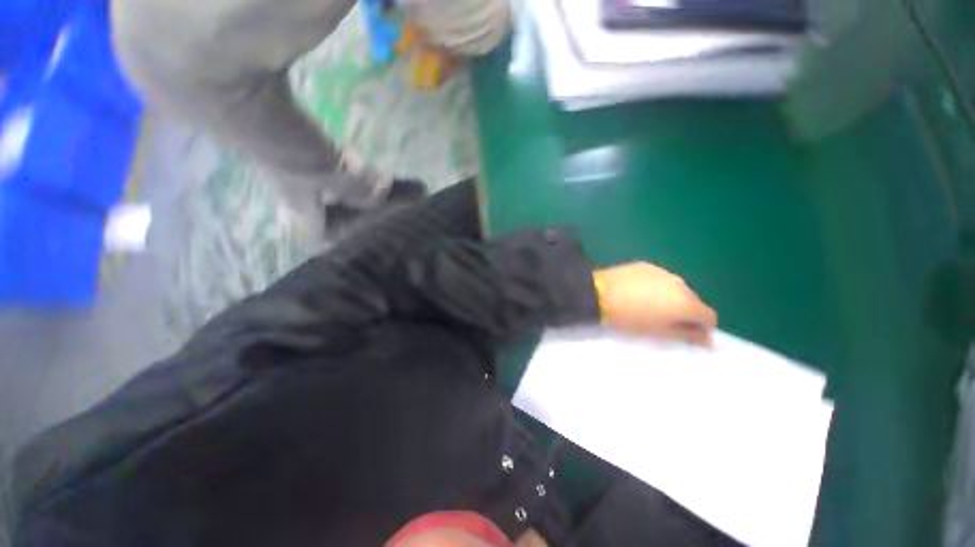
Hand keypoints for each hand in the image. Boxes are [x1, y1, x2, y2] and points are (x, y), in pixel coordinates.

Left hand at [594, 262, 716, 345]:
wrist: (599, 294)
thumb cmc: (629, 319)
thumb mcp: (659, 333)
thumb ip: (687, 336)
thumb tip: (707, 339)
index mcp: (687, 303)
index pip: (709, 316)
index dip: (702, 328)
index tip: (688, 336)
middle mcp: (680, 283)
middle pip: (693, 300)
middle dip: (686, 313)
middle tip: (666, 323)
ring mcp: (662, 272)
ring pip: (676, 288)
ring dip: (671, 299)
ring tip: (650, 307)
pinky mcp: (645, 265)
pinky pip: (659, 279)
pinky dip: (656, 288)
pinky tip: (638, 293)